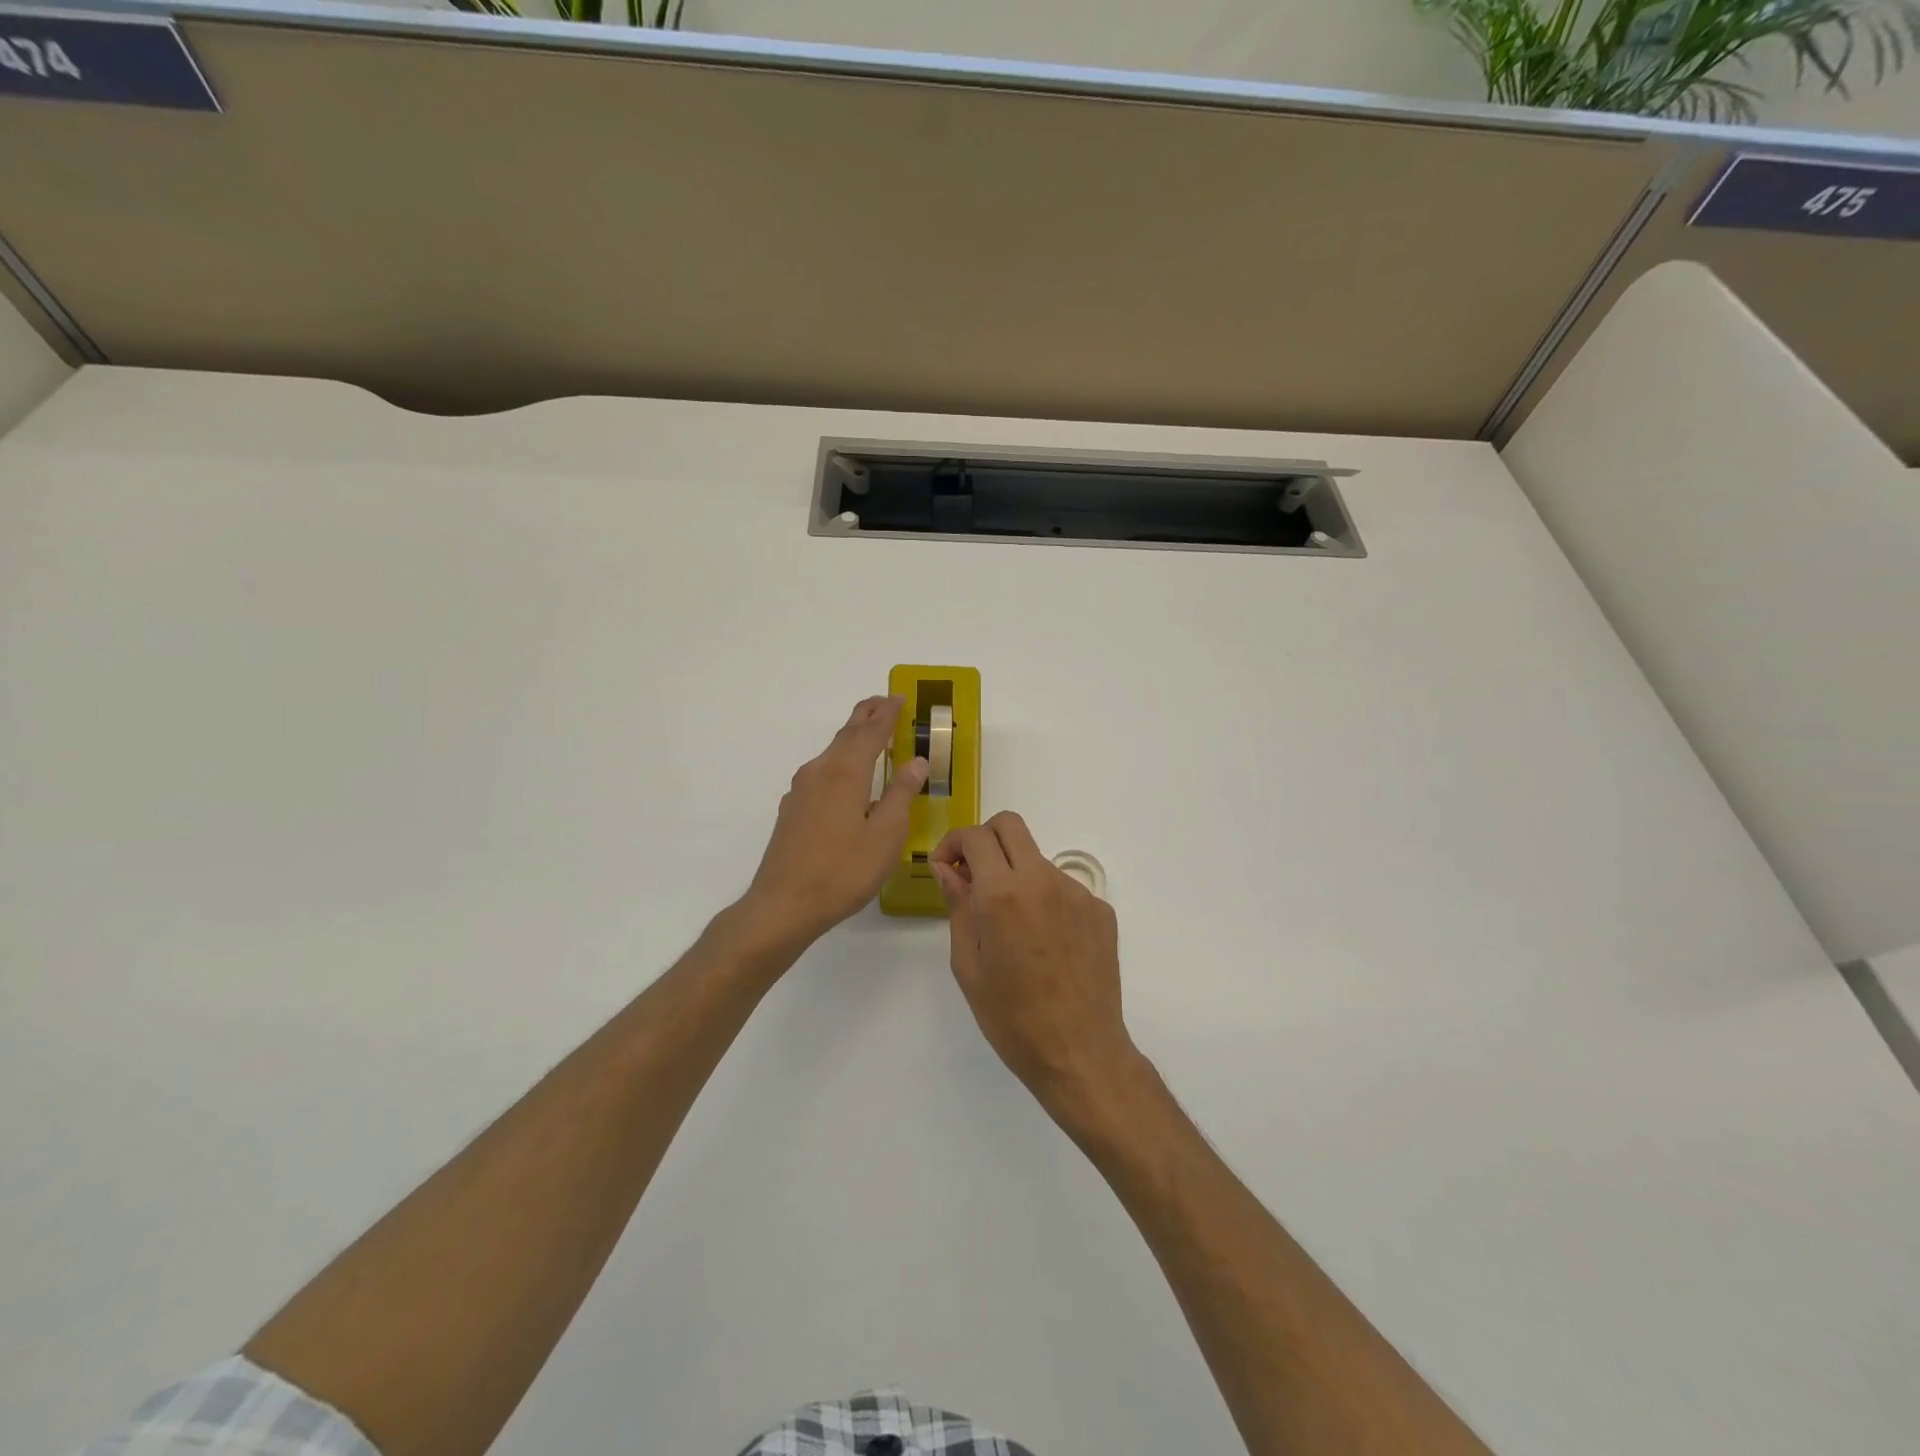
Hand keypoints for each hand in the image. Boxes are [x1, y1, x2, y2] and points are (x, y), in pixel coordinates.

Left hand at [741, 696, 928, 948]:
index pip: (870, 733)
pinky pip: (821, 772)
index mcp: (845, 773)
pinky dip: (839, 761)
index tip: (899, 698)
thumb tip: (915, 762)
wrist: (784, 904)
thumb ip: (900, 794)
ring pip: (831, 753)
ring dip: (852, 738)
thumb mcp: (886, 835)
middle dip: (866, 716)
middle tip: (884, 702)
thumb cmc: (843, 871)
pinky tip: (844, 778)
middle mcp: (819, 773)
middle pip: (846, 735)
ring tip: (869, 733)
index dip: (887, 715)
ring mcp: (801, 791)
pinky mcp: (792, 810)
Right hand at [931, 812, 1137, 1115]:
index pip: (975, 836)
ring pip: (1037, 859)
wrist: (1080, 1052)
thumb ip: (958, 906)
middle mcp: (1042, 880)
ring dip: (1015, 873)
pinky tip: (1043, 942)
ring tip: (1010, 925)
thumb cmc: (1012, 1017)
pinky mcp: (1100, 910)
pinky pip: (1063, 888)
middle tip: (973, 875)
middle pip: (1010, 826)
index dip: (952, 843)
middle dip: (984, 840)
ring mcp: (1077, 893)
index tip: (945, 868)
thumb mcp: (968, 965)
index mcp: (1003, 893)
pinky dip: (1044, 899)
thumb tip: (948, 869)